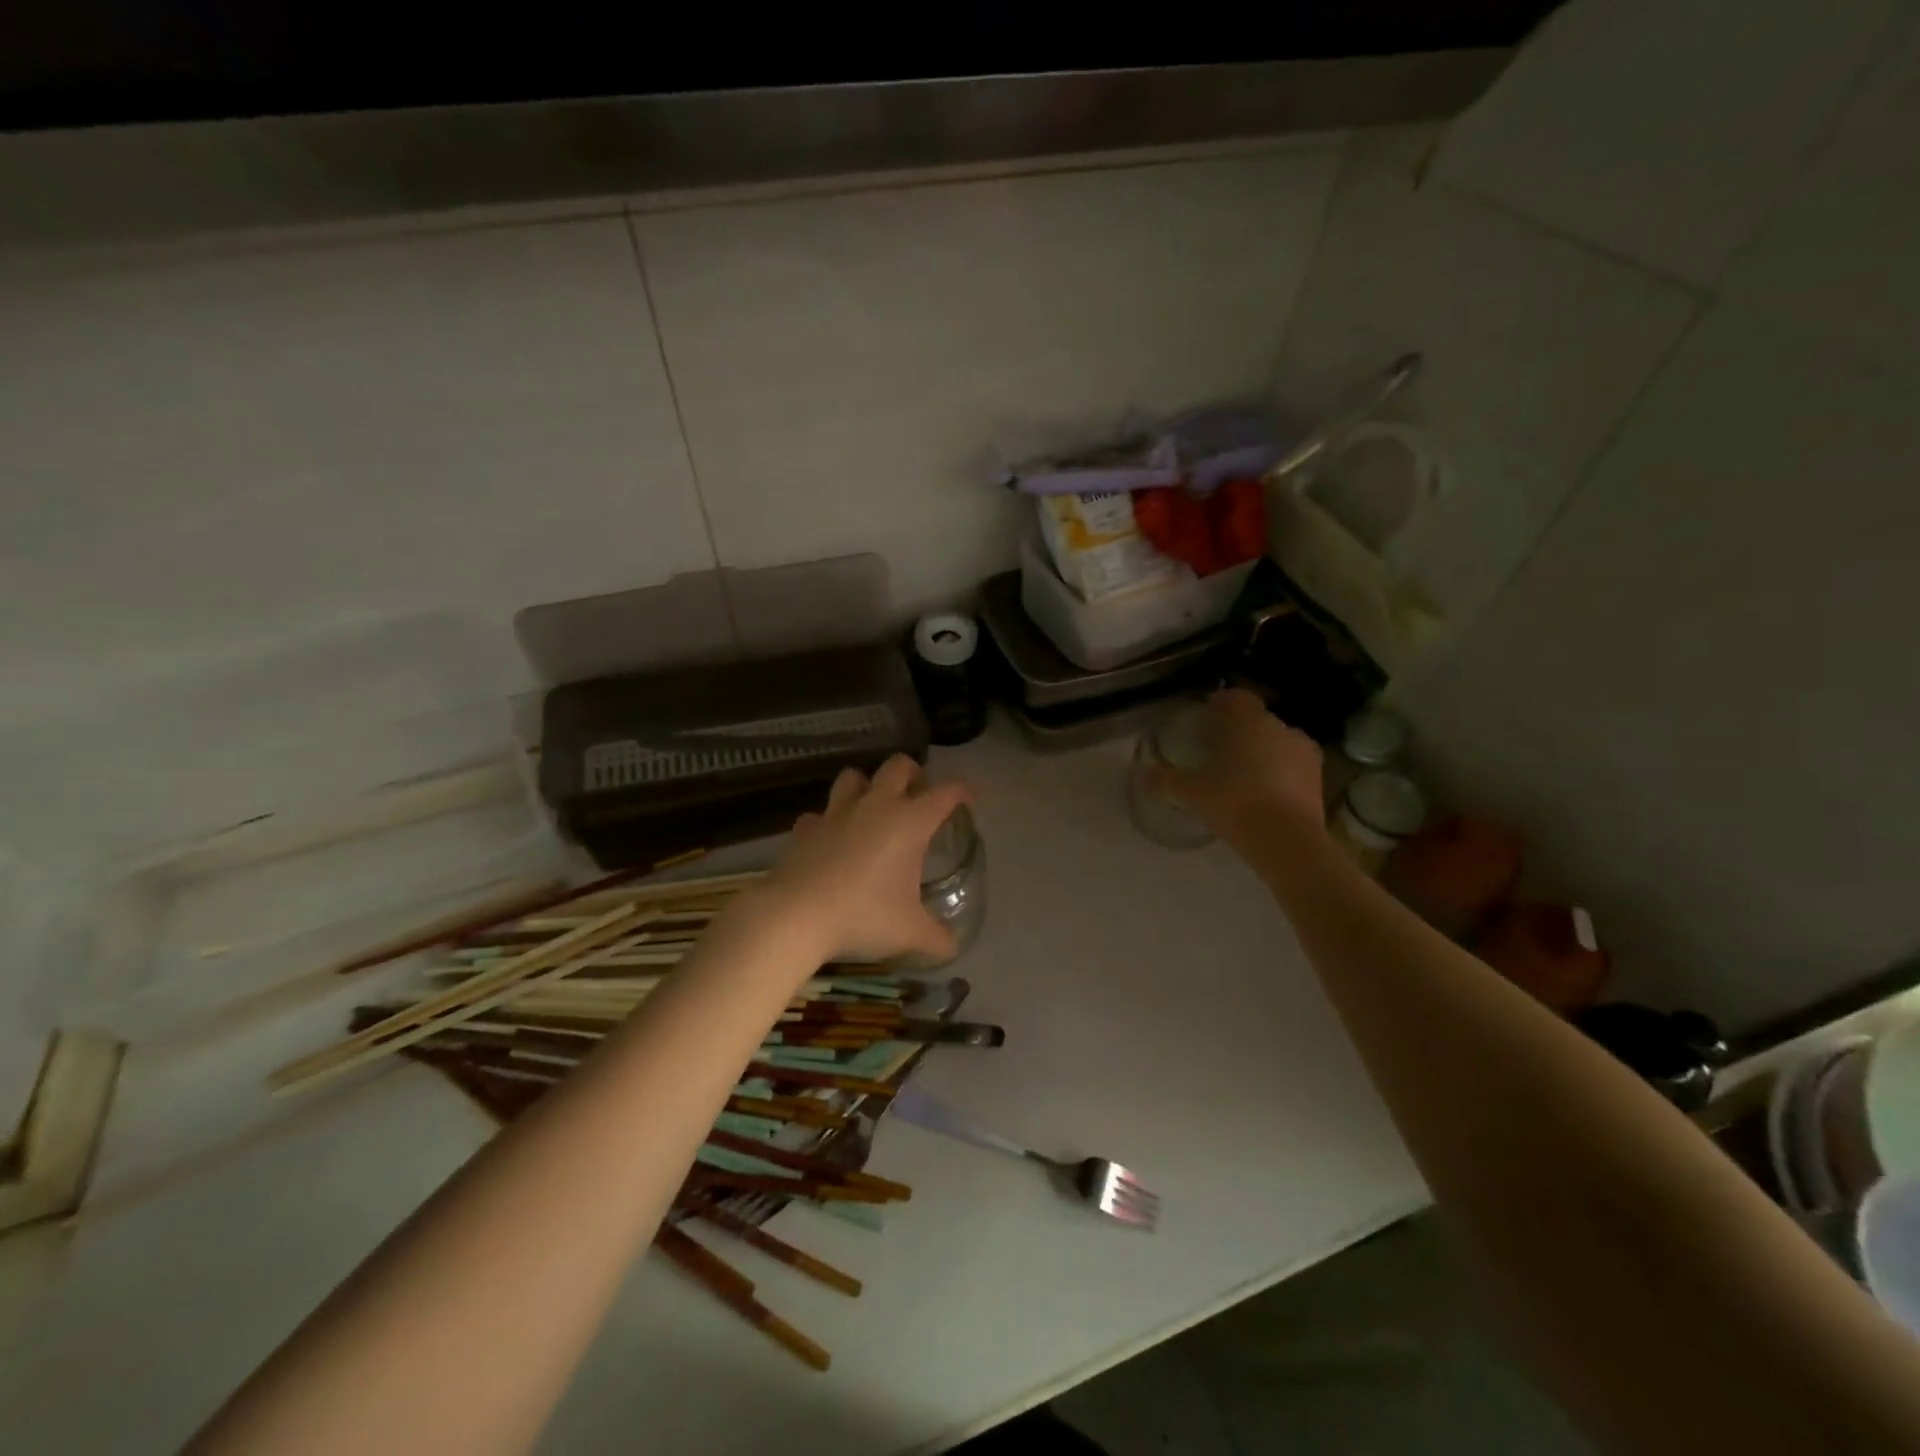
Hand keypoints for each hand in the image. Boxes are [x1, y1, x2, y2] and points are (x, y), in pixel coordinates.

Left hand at [753, 756, 972, 964]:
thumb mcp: (910, 932)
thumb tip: (952, 949)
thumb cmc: (865, 915)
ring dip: (866, 785)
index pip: (945, 793)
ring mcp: (837, 813)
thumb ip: (936, 938)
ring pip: (853, 777)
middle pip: (898, 766)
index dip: (962, 791)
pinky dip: (828, 822)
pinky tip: (831, 840)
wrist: (797, 914)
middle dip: (913, 773)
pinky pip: (819, 814)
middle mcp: (876, 806)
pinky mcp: (806, 828)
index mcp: (910, 822)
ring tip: (873, 808)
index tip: (969, 798)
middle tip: (918, 795)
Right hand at [1145, 688, 1325, 848]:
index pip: (1236, 698)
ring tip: (1244, 772)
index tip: (1207, 714)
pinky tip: (1266, 791)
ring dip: (1262, 750)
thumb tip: (1142, 774)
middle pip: (1257, 720)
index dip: (1221, 703)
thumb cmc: (1235, 803)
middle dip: (1240, 729)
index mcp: (1249, 722)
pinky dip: (1280, 771)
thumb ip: (1166, 780)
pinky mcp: (1319, 777)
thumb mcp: (1192, 793)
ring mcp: (1304, 752)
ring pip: (1277, 741)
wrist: (1288, 841)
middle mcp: (1280, 728)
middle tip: (1219, 748)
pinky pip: (1293, 764)